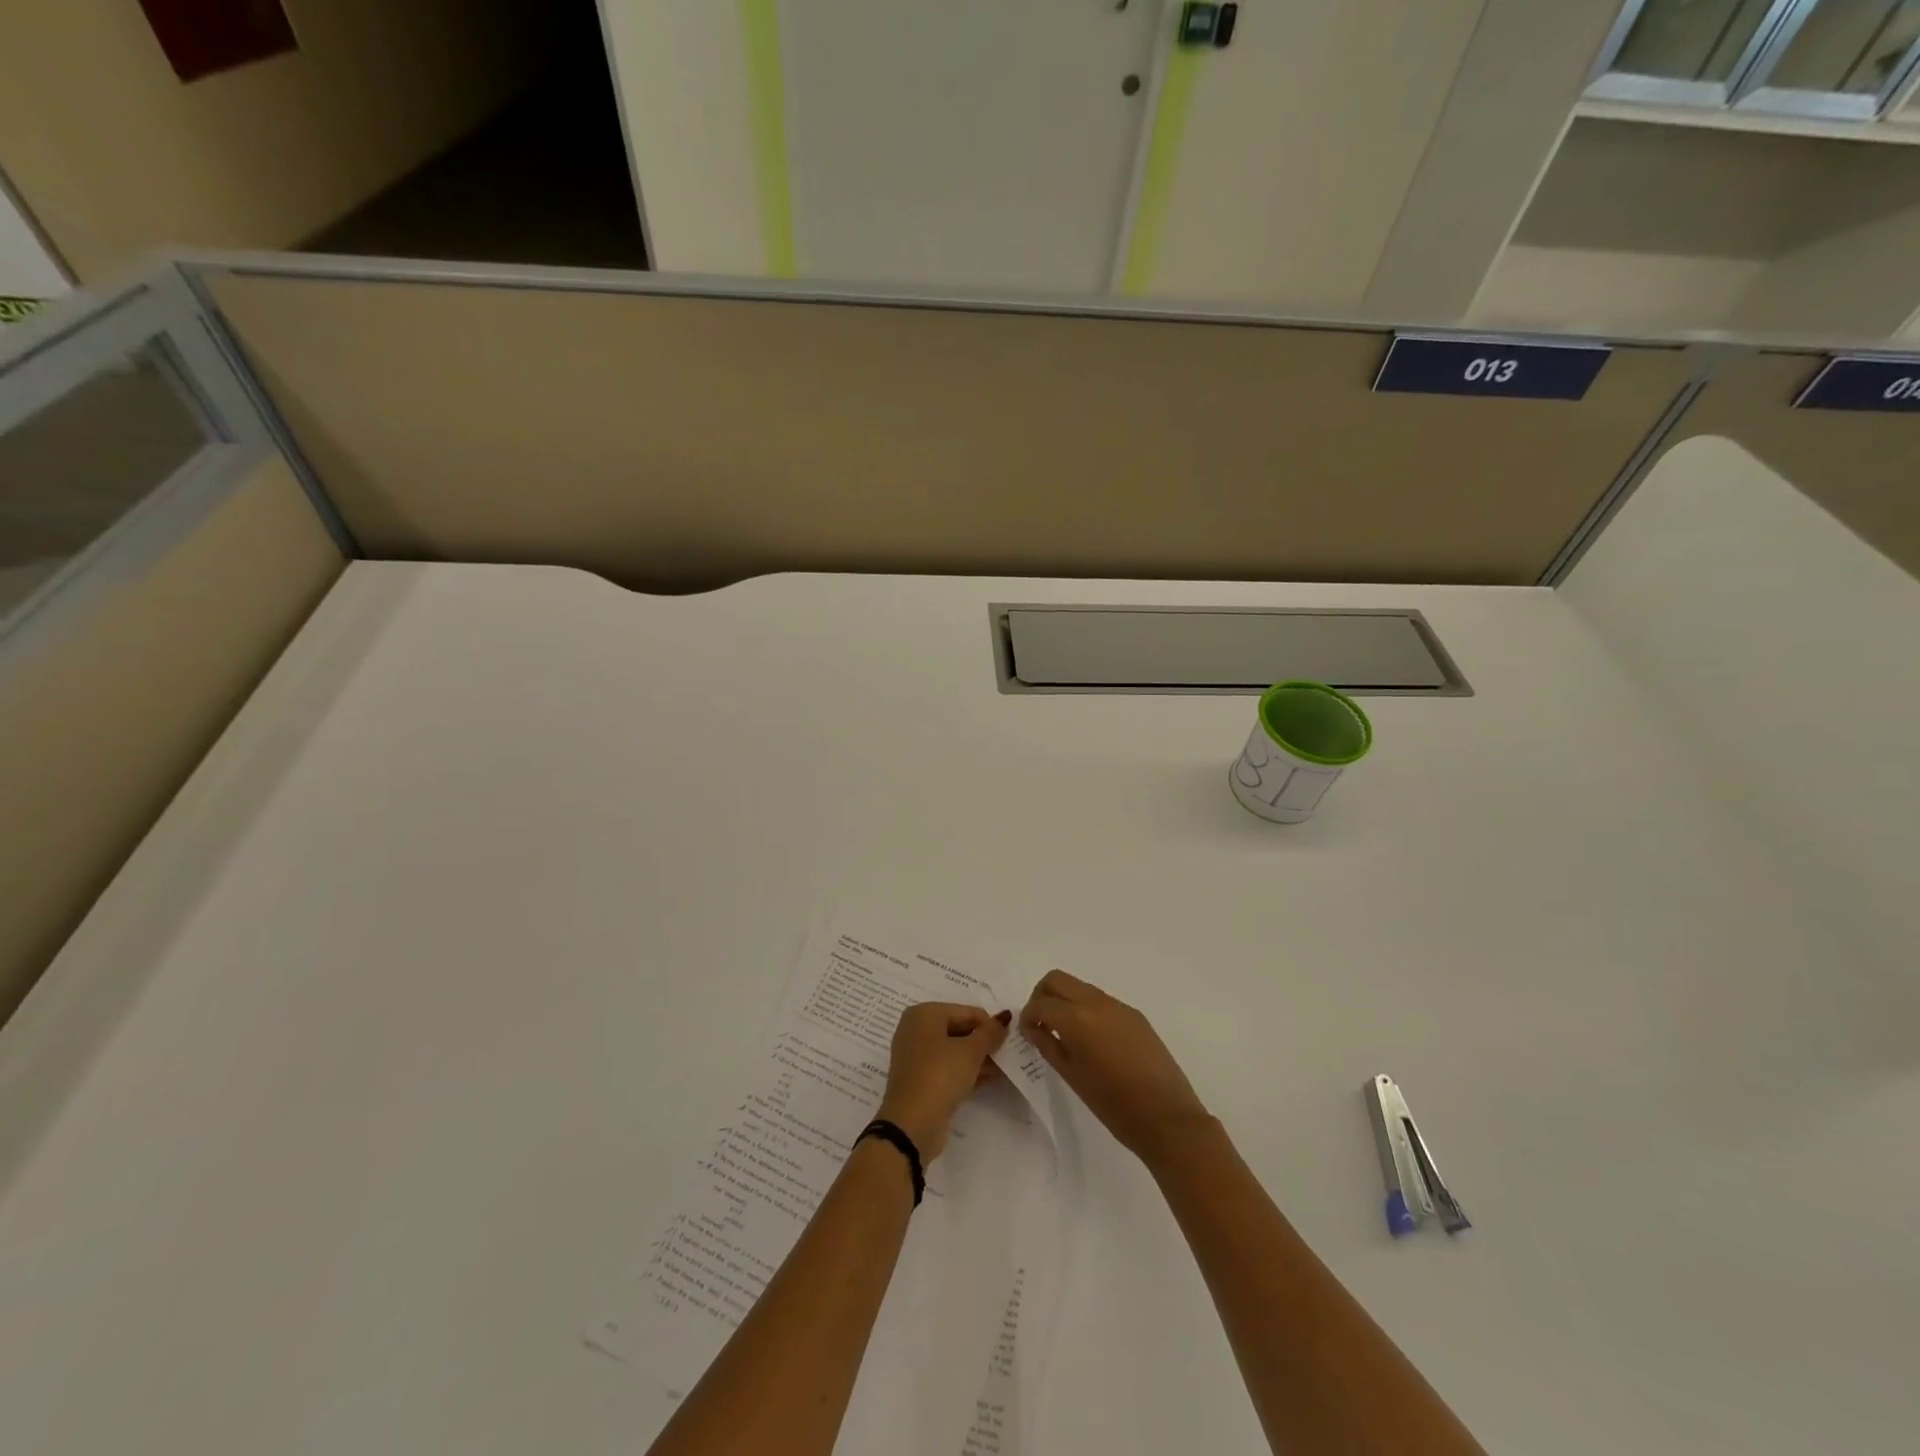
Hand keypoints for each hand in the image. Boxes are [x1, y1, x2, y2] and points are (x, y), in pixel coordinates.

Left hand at [876, 1003, 1010, 1160]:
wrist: (911, 1124)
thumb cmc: (940, 1076)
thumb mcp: (971, 1052)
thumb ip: (990, 1033)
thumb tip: (1005, 1017)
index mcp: (924, 1013)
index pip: (966, 1012)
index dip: (989, 1025)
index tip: (1009, 1041)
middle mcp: (916, 1029)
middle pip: (959, 1029)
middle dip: (983, 1042)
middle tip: (1006, 1055)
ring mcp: (915, 1055)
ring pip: (953, 1049)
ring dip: (977, 1057)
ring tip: (1002, 1068)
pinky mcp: (918, 1078)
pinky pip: (946, 1067)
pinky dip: (965, 1070)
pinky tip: (987, 1079)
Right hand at [1020, 969, 1210, 1163]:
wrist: (1167, 1118)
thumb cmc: (1113, 1105)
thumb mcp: (1072, 1077)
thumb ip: (1048, 1045)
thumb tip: (1034, 1027)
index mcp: (1077, 1019)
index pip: (1041, 1002)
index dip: (1028, 1015)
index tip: (1028, 1032)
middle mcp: (1096, 1003)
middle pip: (1057, 979)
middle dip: (1042, 996)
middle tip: (1041, 1023)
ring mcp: (1119, 1006)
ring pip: (1080, 986)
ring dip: (1065, 1000)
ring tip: (1065, 1033)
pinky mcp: (1135, 1015)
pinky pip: (1101, 1000)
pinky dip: (1086, 1009)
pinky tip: (1092, 1040)